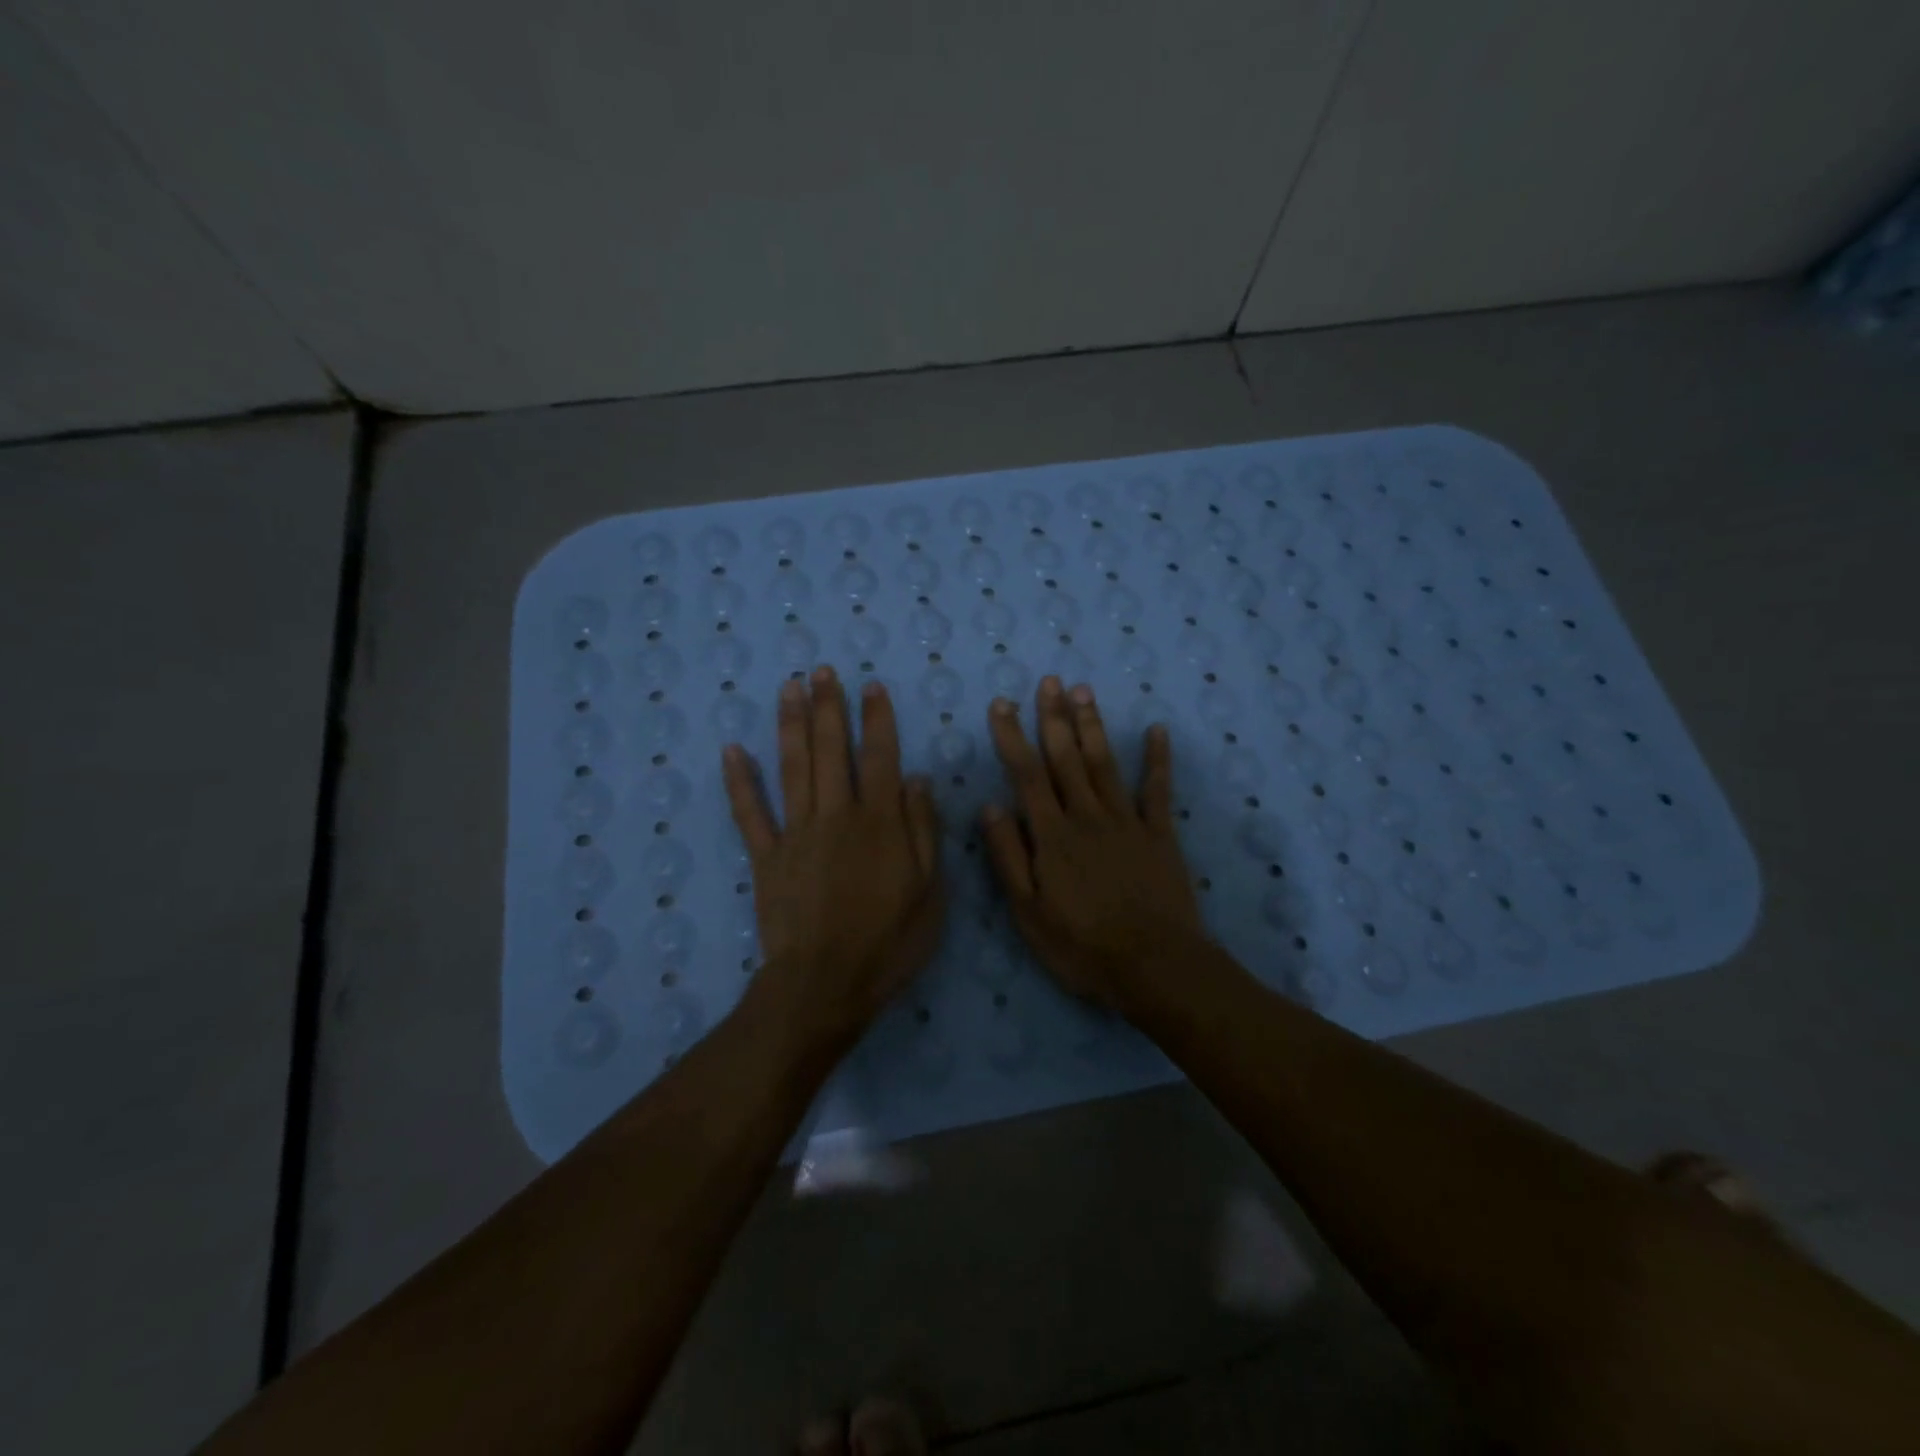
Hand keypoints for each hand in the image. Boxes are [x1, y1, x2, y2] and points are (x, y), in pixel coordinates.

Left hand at [722, 667, 943, 1042]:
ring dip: (790, 724)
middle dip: (828, 707)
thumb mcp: (929, 890)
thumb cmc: (888, 941)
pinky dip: (740, 781)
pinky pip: (750, 813)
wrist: (826, 984)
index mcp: (879, 822)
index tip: (871, 687)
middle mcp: (835, 815)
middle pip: (830, 750)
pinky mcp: (766, 857)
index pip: (879, 757)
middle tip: (821, 670)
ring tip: (788, 687)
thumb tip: (916, 779)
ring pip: (792, 768)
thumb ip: (923, 830)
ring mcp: (796, 833)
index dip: (876, 719)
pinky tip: (732, 750)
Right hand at [979, 677, 1204, 1008]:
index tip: (1003, 704)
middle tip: (1049, 680)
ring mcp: (1127, 821)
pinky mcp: (1159, 834)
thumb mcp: (1028, 911)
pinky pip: (1158, 789)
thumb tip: (990, 806)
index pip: (1027, 775)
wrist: (1154, 966)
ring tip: (1083, 691)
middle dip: (1054, 717)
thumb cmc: (1082, 945)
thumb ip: (1009, 856)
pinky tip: (1157, 730)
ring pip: (1104, 763)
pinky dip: (1158, 759)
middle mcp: (1087, 816)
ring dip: (1092, 726)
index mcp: (1052, 835)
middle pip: (1066, 758)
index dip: (1013, 737)